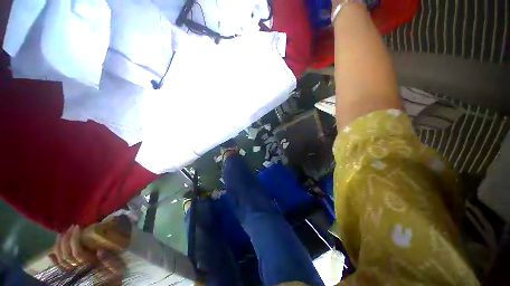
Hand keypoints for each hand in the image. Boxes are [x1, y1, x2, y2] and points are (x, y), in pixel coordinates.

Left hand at [49, 224, 125, 284]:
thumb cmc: (114, 277)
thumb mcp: (117, 269)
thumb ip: (111, 260)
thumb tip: (101, 249)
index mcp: (89, 266)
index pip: (76, 252)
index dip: (74, 239)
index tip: (79, 227)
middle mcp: (78, 269)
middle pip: (65, 254)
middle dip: (66, 239)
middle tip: (71, 227)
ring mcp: (73, 271)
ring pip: (60, 258)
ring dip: (59, 245)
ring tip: (63, 233)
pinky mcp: (72, 274)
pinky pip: (60, 268)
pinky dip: (54, 260)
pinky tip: (51, 253)